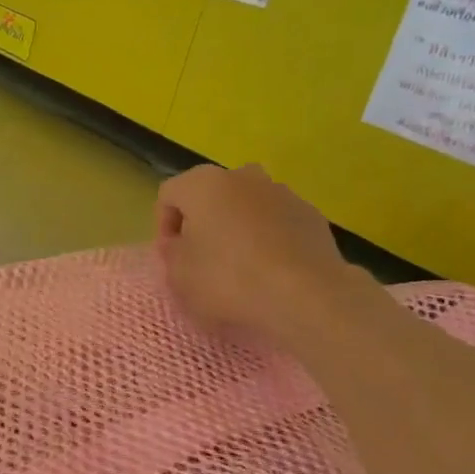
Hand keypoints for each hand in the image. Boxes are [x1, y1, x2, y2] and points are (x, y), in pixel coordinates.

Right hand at [155, 164, 364, 351]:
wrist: (307, 296)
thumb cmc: (229, 281)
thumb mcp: (180, 276)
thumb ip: (171, 255)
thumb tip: (180, 245)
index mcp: (203, 184)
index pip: (169, 195)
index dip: (163, 226)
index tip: (171, 257)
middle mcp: (242, 177)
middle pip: (211, 196)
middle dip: (203, 224)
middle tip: (202, 260)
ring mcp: (282, 193)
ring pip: (247, 208)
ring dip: (237, 230)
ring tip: (240, 269)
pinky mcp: (311, 215)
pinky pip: (277, 224)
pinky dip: (269, 241)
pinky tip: (271, 273)